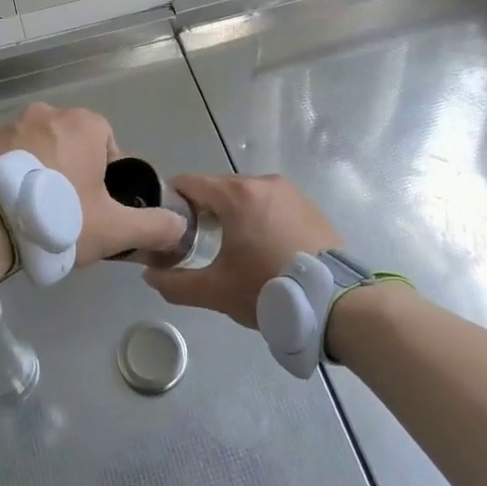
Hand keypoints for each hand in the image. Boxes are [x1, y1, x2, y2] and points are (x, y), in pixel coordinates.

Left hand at [0, 103, 185, 268]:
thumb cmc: (59, 217)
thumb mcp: (114, 229)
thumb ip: (153, 226)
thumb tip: (181, 226)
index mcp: (85, 123)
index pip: (109, 146)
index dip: (108, 180)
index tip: (98, 209)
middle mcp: (50, 113)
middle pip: (75, 146)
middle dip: (76, 175)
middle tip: (70, 215)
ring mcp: (13, 125)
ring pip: (43, 151)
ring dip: (46, 175)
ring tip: (39, 215)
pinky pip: (14, 159)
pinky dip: (19, 178)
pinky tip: (15, 209)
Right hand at [144, 174, 338, 328]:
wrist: (337, 303)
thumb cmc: (269, 289)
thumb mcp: (216, 291)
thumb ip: (175, 283)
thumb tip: (149, 276)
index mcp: (237, 194)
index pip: (189, 182)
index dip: (171, 201)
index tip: (166, 226)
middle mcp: (263, 182)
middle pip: (218, 188)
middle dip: (202, 210)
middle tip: (193, 242)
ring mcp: (290, 192)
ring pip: (246, 196)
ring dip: (231, 214)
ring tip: (229, 248)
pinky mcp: (309, 206)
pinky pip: (271, 204)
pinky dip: (258, 218)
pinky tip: (260, 248)